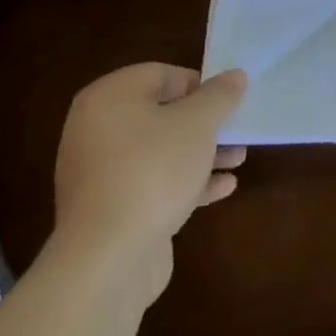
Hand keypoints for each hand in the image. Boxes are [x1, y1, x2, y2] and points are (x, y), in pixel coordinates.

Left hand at [50, 63, 247, 310]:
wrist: (107, 260)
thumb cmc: (153, 172)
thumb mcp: (198, 124)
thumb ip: (220, 96)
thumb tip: (234, 76)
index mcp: (109, 99)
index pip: (161, 74)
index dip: (200, 84)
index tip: (228, 102)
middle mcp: (97, 130)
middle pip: (162, 114)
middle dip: (205, 124)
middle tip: (237, 131)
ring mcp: (100, 172)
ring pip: (161, 150)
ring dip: (201, 153)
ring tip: (238, 160)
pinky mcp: (110, 209)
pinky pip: (153, 182)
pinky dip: (185, 181)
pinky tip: (223, 188)